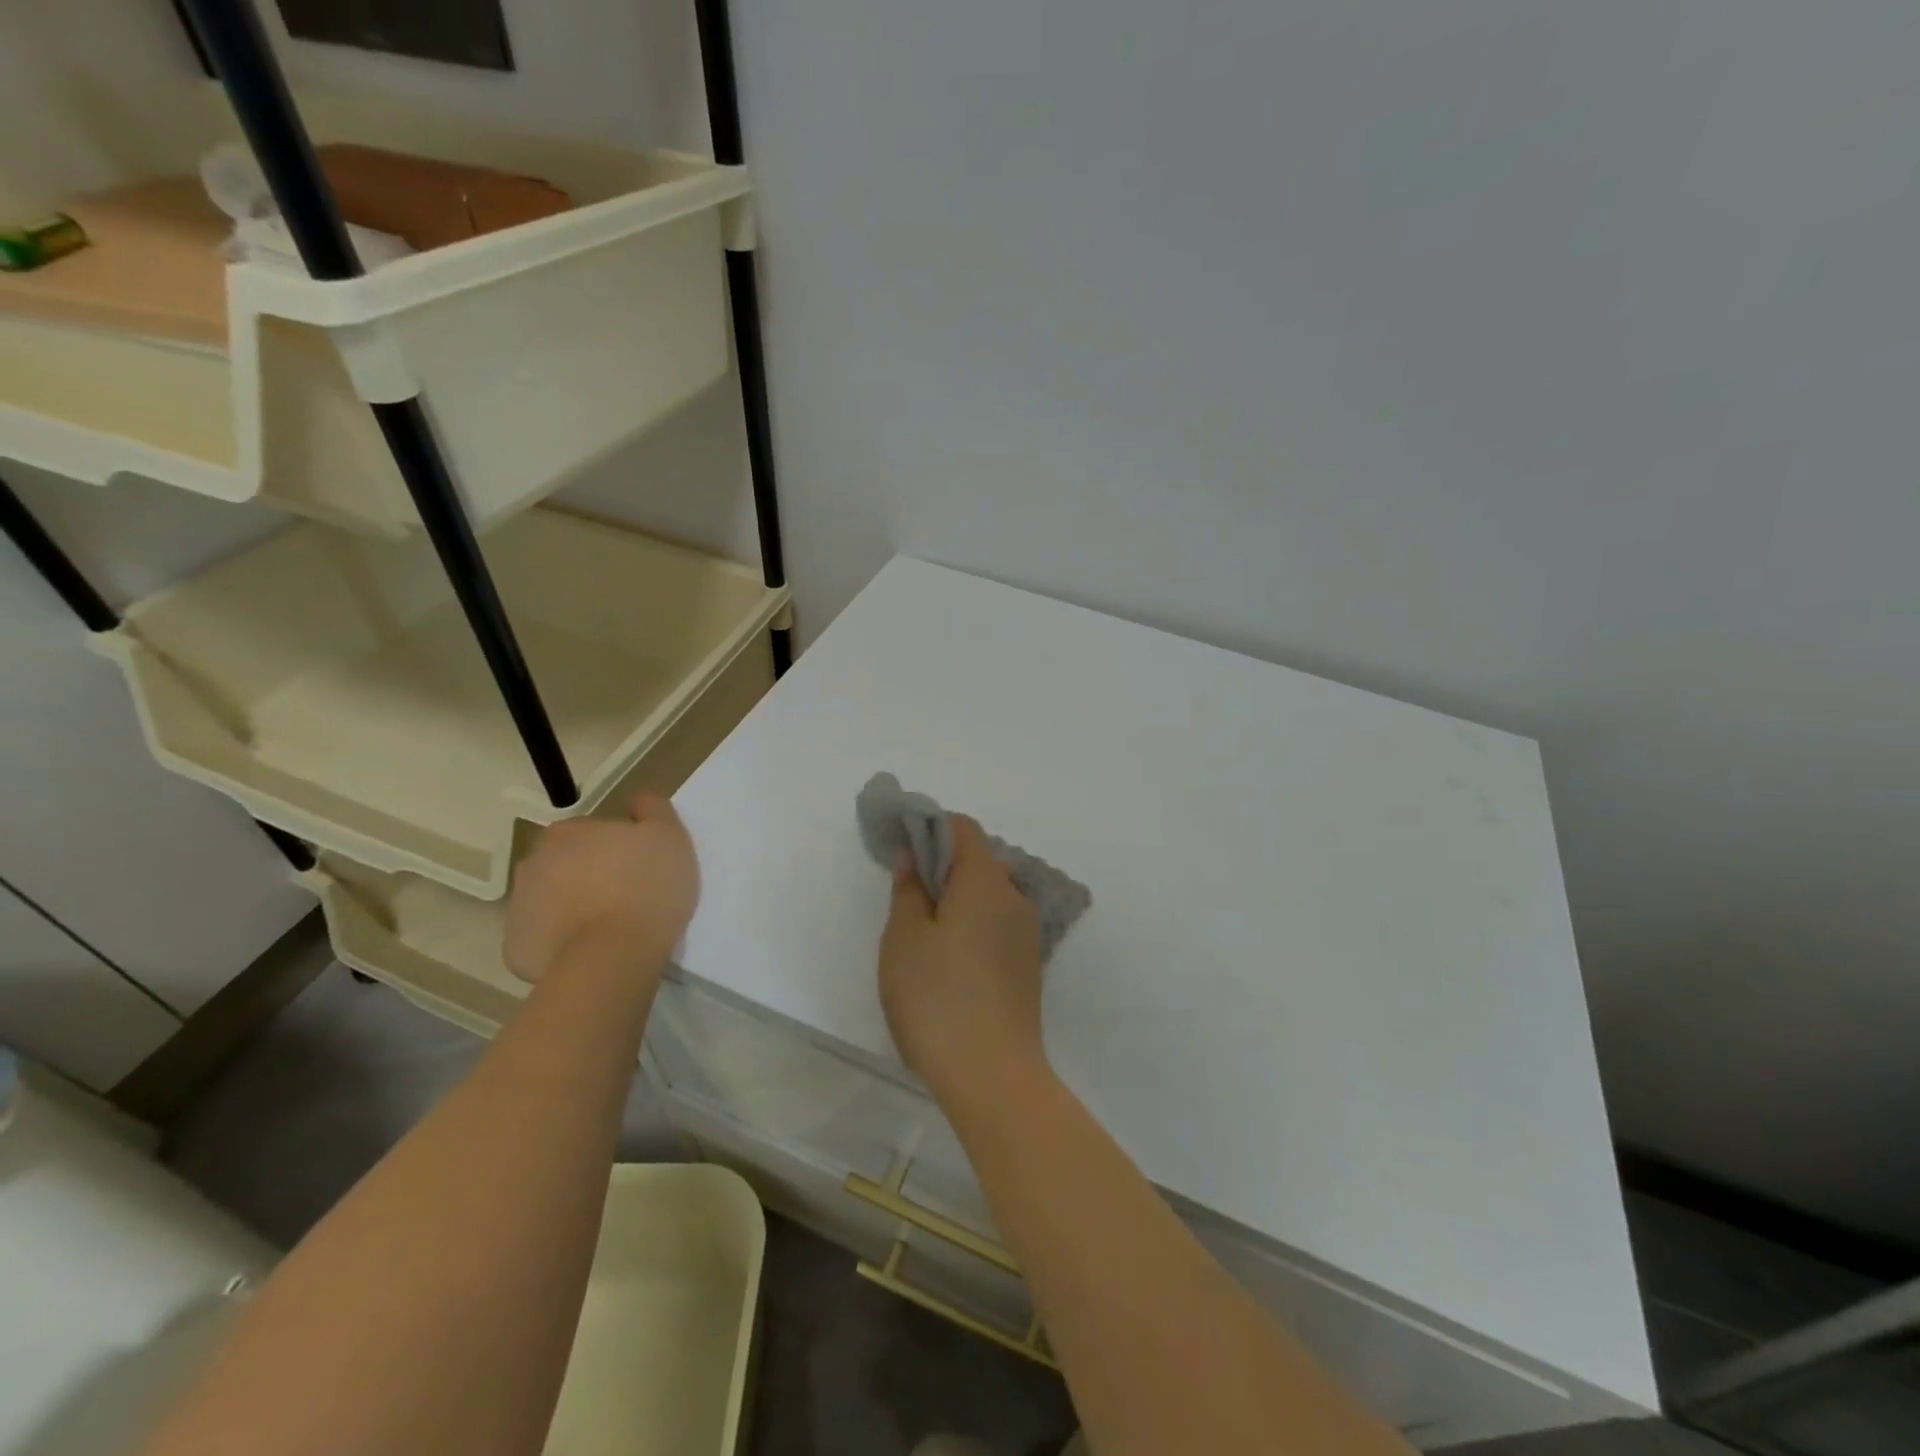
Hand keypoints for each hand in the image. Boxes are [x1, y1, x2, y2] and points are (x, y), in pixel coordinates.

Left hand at [503, 793, 698, 983]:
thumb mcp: (669, 836)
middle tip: (627, 897)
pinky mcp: (515, 949)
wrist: (612, 957)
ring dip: (574, 908)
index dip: (619, 849)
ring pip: (553, 901)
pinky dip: (562, 943)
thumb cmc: (645, 888)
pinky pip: (544, 939)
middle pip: (567, 865)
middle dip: (590, 876)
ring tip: (611, 928)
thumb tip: (637, 802)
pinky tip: (591, 951)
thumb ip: (653, 810)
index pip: (593, 833)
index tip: (639, 868)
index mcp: (567, 832)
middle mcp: (533, 863)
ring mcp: (518, 907)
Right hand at [878, 816, 1047, 1104]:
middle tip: (908, 897)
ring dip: (960, 899)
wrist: (992, 1074)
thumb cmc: (937, 997)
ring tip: (926, 934)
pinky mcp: (1029, 965)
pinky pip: (999, 925)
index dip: (933, 828)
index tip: (904, 849)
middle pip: (980, 861)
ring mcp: (1027, 933)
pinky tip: (952, 961)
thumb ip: (908, 890)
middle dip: (944, 867)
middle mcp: (1015, 897)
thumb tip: (914, 858)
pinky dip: (975, 925)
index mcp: (985, 881)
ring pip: (991, 895)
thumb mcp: (904, 939)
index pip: (964, 829)